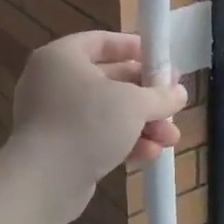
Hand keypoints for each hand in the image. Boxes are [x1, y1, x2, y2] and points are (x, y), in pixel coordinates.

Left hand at [8, 32, 188, 221]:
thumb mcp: (133, 103)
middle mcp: (53, 82)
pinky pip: (96, 136)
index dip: (132, 48)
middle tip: (173, 102)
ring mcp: (54, 117)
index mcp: (62, 57)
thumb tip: (179, 93)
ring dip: (141, 124)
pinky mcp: (59, 148)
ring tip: (171, 137)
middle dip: (146, 95)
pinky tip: (151, 154)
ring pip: (106, 113)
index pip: (100, 41)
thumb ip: (159, 95)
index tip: (159, 58)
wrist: (44, 181)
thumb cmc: (87, 124)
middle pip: (108, 80)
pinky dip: (123, 142)